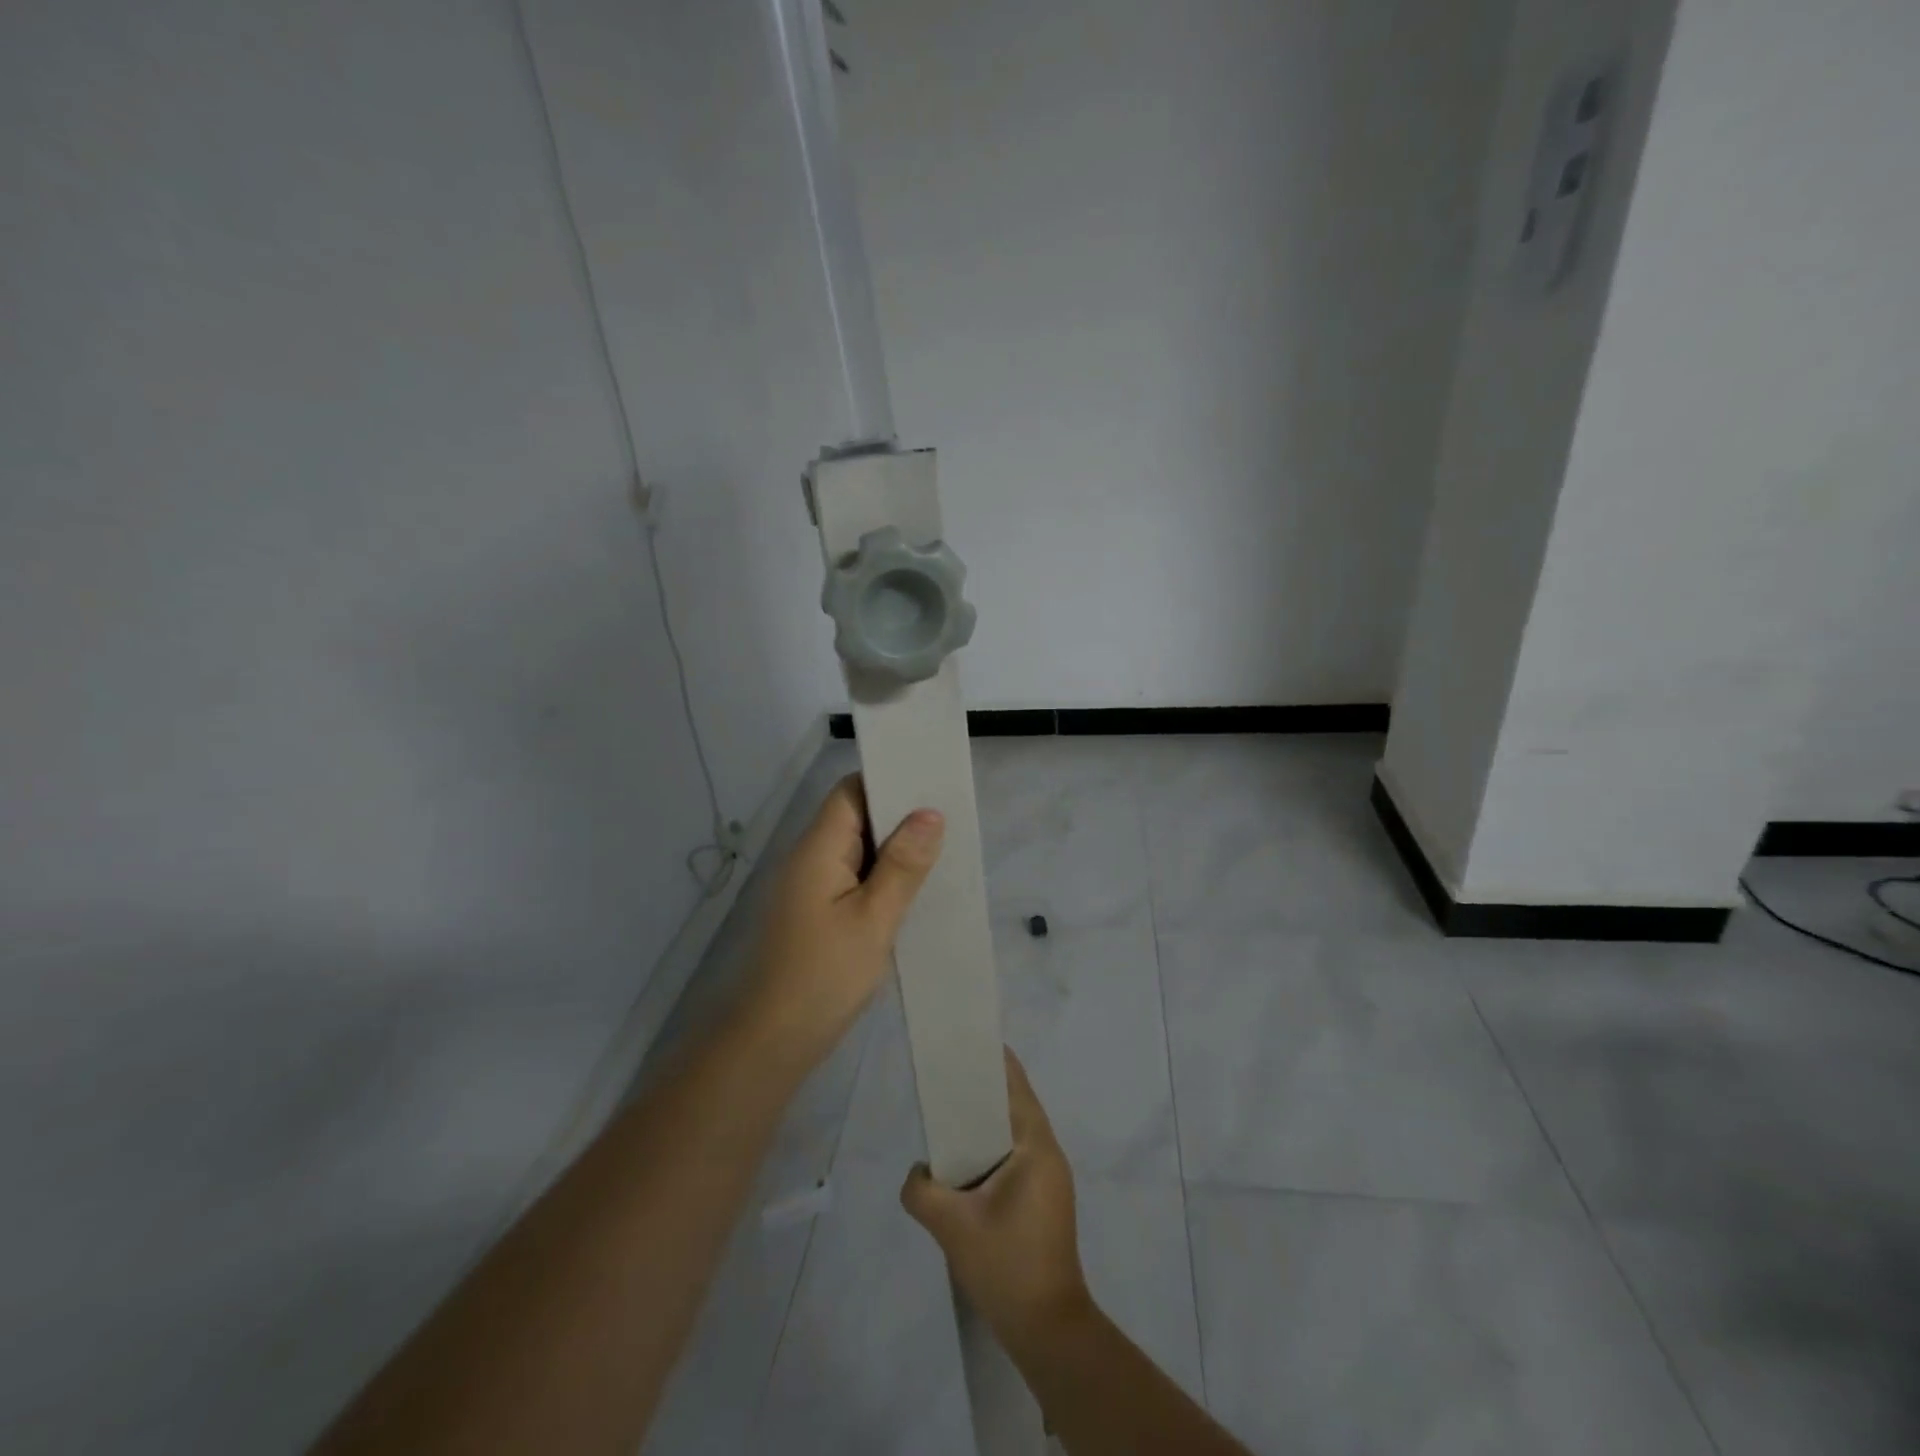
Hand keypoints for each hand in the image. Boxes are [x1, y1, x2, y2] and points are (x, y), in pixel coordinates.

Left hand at [738, 775, 943, 1072]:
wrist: (772, 1043)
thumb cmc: (824, 976)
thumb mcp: (874, 919)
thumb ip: (902, 865)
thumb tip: (930, 813)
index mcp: (817, 848)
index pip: (851, 792)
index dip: (888, 782)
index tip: (932, 785)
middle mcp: (809, 858)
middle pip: (855, 816)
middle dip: (899, 817)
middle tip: (949, 821)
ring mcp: (810, 887)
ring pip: (857, 849)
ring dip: (893, 850)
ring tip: (941, 852)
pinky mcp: (815, 913)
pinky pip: (852, 878)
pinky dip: (881, 877)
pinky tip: (911, 891)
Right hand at [900, 1050, 1092, 1353]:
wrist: (1048, 1329)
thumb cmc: (1007, 1266)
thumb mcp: (953, 1227)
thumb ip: (922, 1190)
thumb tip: (917, 1172)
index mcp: (1036, 1147)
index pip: (1015, 1086)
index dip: (992, 1060)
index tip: (965, 1041)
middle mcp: (1047, 1153)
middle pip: (1014, 1105)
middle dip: (982, 1089)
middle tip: (945, 1075)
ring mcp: (1048, 1178)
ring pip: (1013, 1133)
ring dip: (985, 1123)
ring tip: (948, 1115)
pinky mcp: (1043, 1198)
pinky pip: (1014, 1156)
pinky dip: (990, 1148)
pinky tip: (963, 1162)